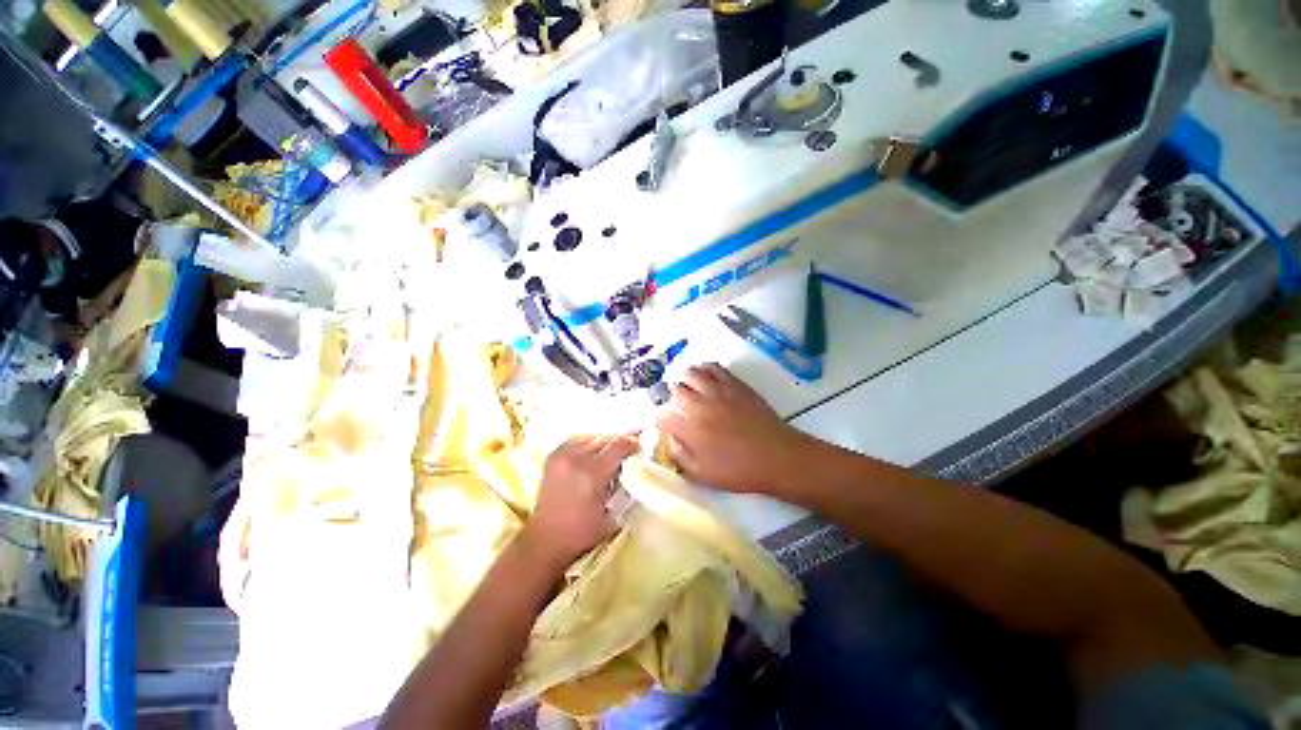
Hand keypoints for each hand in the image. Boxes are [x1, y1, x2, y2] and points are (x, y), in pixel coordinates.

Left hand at [521, 434, 638, 571]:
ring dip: (604, 441)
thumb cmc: (582, 533)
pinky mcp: (553, 458)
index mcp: (592, 473)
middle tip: (631, 446)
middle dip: (620, 441)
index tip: (642, 444)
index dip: (632, 441)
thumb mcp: (613, 515)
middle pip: (604, 438)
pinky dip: (588, 441)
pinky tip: (594, 449)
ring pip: (590, 436)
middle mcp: (576, 459)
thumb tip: (635, 468)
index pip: (618, 445)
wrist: (545, 541)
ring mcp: (561, 456)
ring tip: (613, 449)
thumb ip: (625, 487)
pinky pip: (575, 440)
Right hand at [656, 363, 815, 495]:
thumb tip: (670, 440)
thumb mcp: (703, 475)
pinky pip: (713, 367)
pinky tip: (705, 377)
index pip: (663, 416)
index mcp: (690, 430)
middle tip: (679, 407)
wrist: (777, 456)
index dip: (661, 419)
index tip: (665, 424)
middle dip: (672, 399)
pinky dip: (704, 369)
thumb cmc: (739, 471)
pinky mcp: (734, 384)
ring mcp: (718, 391)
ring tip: (689, 389)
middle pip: (675, 391)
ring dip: (685, 380)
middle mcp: (700, 405)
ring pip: (691, 373)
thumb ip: (681, 456)